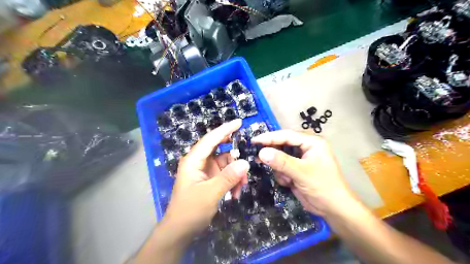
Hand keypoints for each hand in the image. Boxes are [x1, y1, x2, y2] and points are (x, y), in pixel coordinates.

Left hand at [161, 119, 249, 237]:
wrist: (180, 231)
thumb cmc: (190, 210)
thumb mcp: (210, 194)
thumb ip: (228, 177)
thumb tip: (245, 162)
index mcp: (193, 160)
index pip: (210, 139)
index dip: (225, 129)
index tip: (239, 122)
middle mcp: (199, 162)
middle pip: (219, 149)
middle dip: (233, 153)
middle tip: (247, 151)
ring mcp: (206, 171)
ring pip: (225, 163)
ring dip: (235, 173)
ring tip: (241, 187)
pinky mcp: (210, 180)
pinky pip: (225, 174)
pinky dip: (233, 181)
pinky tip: (236, 193)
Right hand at [254, 130, 356, 216]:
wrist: (333, 209)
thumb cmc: (323, 187)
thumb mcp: (302, 173)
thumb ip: (282, 162)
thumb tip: (261, 152)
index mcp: (312, 142)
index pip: (287, 135)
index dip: (269, 137)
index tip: (254, 141)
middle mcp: (305, 148)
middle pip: (282, 145)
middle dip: (274, 155)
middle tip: (258, 158)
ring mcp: (300, 160)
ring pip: (279, 158)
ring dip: (279, 169)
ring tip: (286, 179)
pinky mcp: (296, 170)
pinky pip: (281, 168)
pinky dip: (282, 176)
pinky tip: (289, 183)